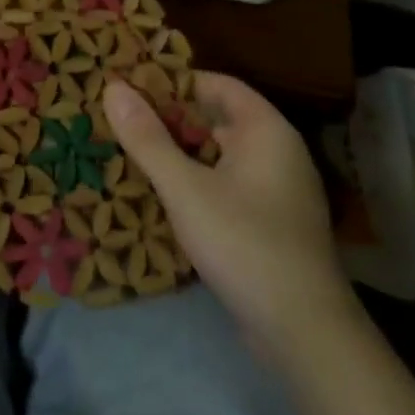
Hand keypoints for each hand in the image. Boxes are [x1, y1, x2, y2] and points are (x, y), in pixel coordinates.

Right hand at [102, 74, 349, 336]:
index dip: (174, 82)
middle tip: (120, 120)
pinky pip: (224, 184)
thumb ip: (147, 138)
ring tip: (130, 152)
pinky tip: (160, 194)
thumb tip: (112, 87)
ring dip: (178, 153)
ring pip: (217, 155)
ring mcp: (275, 189)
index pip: (217, 85)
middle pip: (216, 119)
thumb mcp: (185, 188)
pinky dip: (194, 181)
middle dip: (169, 119)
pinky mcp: (268, 222)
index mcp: (266, 130)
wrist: (302, 332)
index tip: (130, 87)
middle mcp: (276, 151)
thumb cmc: (244, 243)